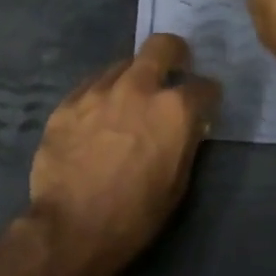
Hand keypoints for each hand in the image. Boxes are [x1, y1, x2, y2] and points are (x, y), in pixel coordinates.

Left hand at [26, 34, 219, 275]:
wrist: (72, 228)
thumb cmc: (136, 215)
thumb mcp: (177, 183)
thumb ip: (185, 142)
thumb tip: (189, 125)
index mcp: (174, 110)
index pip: (204, 86)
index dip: (208, 95)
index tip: (205, 102)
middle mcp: (138, 88)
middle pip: (162, 46)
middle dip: (174, 53)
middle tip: (174, 67)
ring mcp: (98, 91)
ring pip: (122, 64)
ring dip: (133, 76)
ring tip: (129, 98)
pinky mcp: (67, 103)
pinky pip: (91, 85)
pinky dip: (102, 94)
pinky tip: (98, 114)